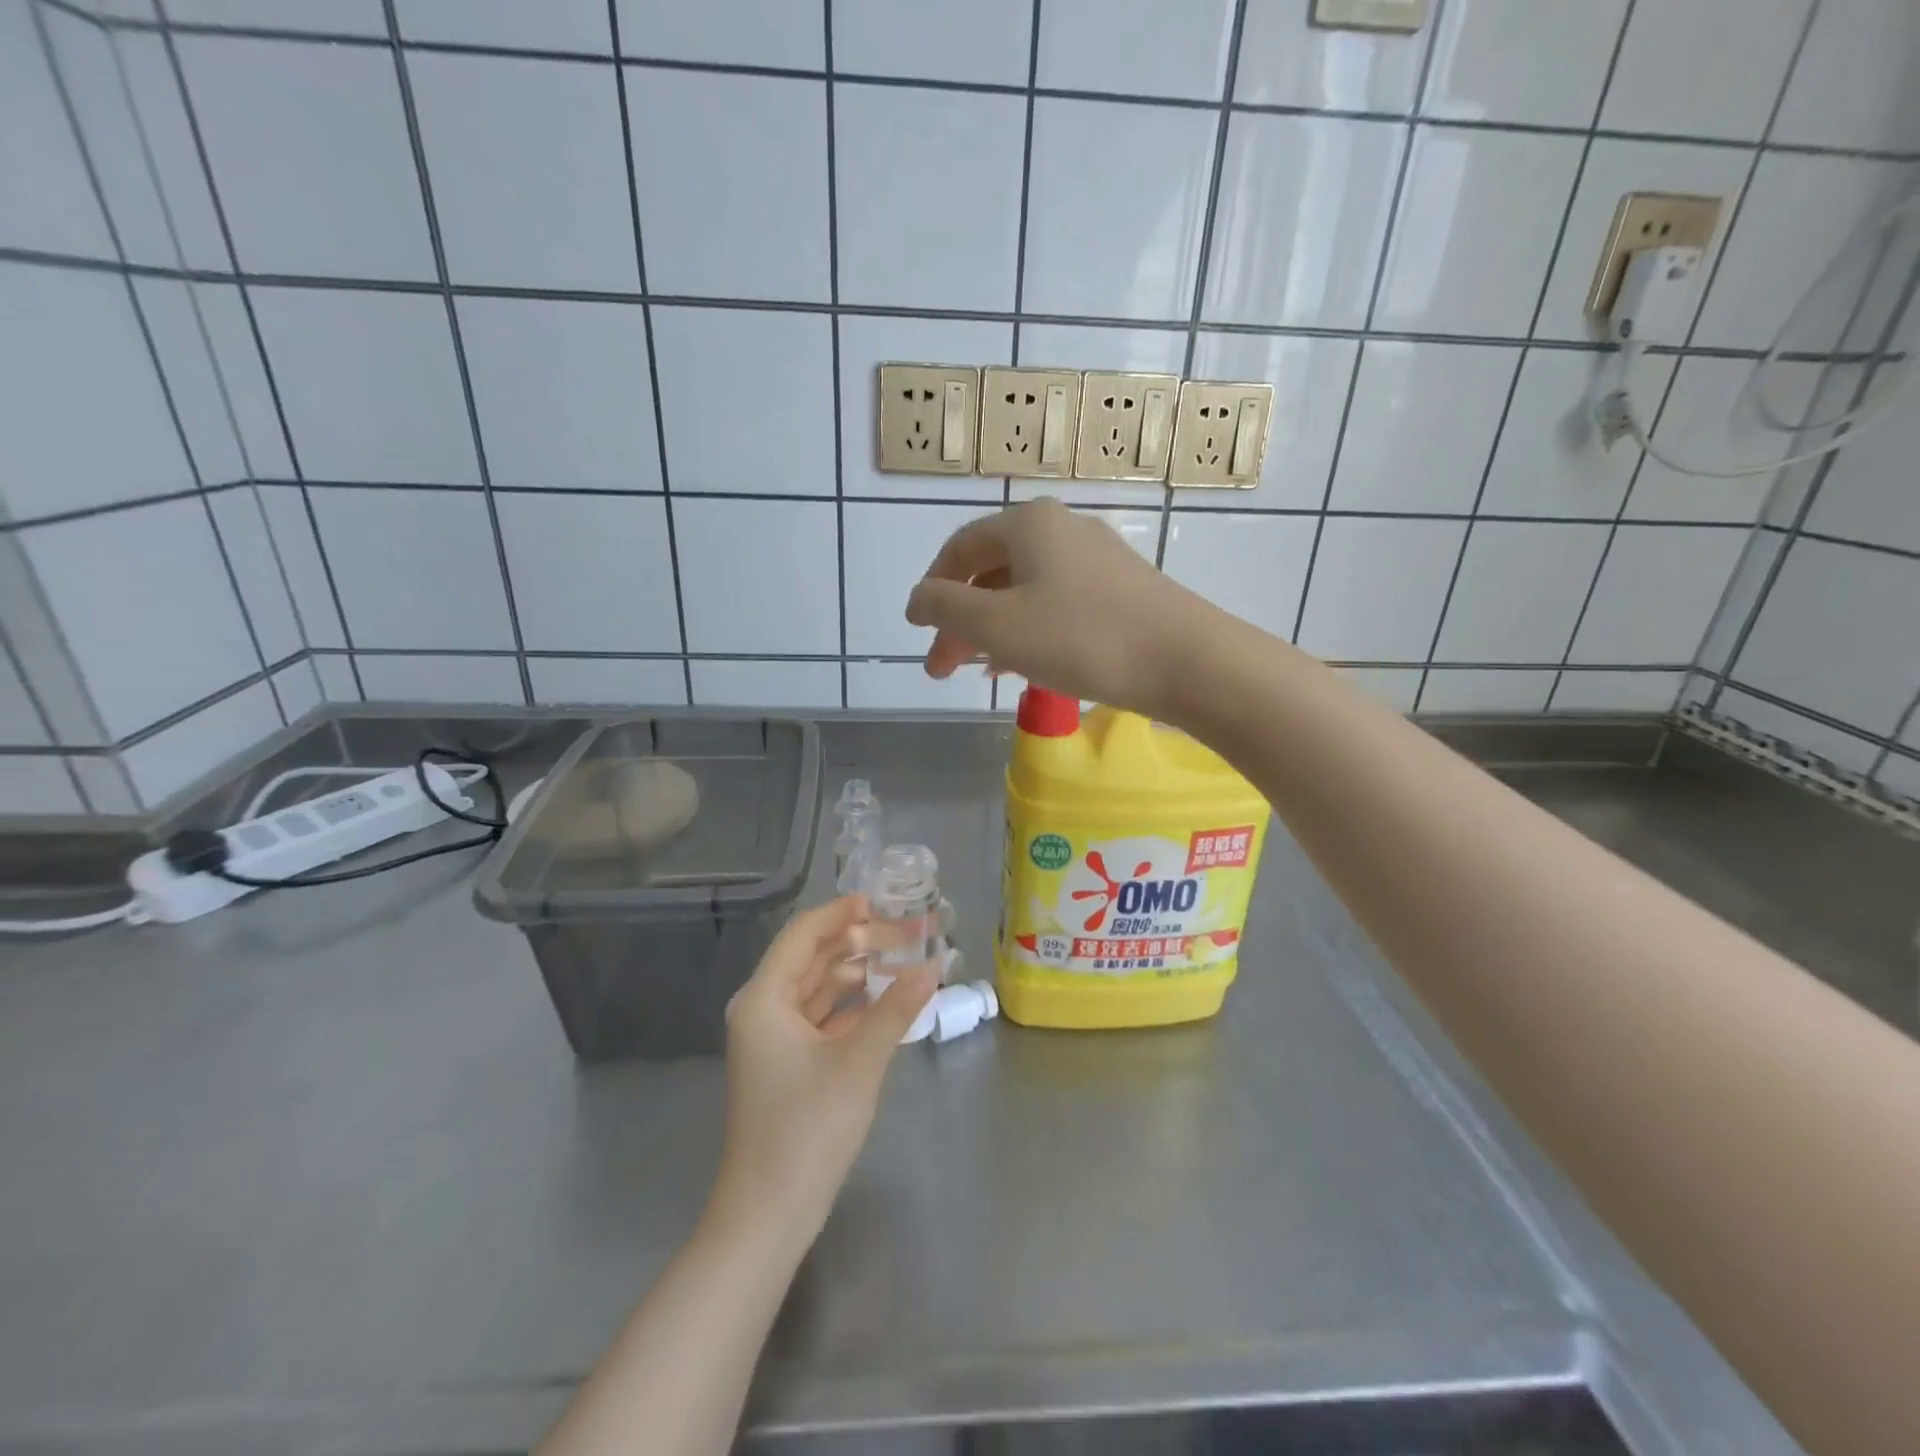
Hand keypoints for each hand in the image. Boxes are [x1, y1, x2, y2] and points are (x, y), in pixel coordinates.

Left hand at [709, 896, 936, 1247]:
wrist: (768, 1216)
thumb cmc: (807, 1130)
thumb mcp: (858, 1063)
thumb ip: (896, 1009)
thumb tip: (933, 967)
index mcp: (764, 998)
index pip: (804, 934)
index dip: (842, 912)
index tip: (882, 899)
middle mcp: (764, 1009)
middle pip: (814, 959)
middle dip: (860, 942)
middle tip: (909, 929)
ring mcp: (774, 1039)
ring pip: (820, 988)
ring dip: (860, 973)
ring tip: (906, 958)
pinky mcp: (788, 1063)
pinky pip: (823, 1017)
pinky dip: (853, 1005)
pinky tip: (889, 999)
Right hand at [904, 498, 1216, 718]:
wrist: (1187, 660)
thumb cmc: (1082, 637)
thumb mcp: (998, 625)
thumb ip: (945, 608)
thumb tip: (917, 599)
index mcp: (1028, 525)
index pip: (960, 548)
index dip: (932, 590)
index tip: (918, 631)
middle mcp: (1062, 529)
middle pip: (992, 572)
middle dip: (961, 621)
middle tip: (942, 668)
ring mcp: (1097, 558)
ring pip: (1024, 591)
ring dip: (994, 630)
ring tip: (980, 671)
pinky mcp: (1121, 590)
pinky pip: (1057, 604)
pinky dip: (1030, 631)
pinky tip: (1026, 665)